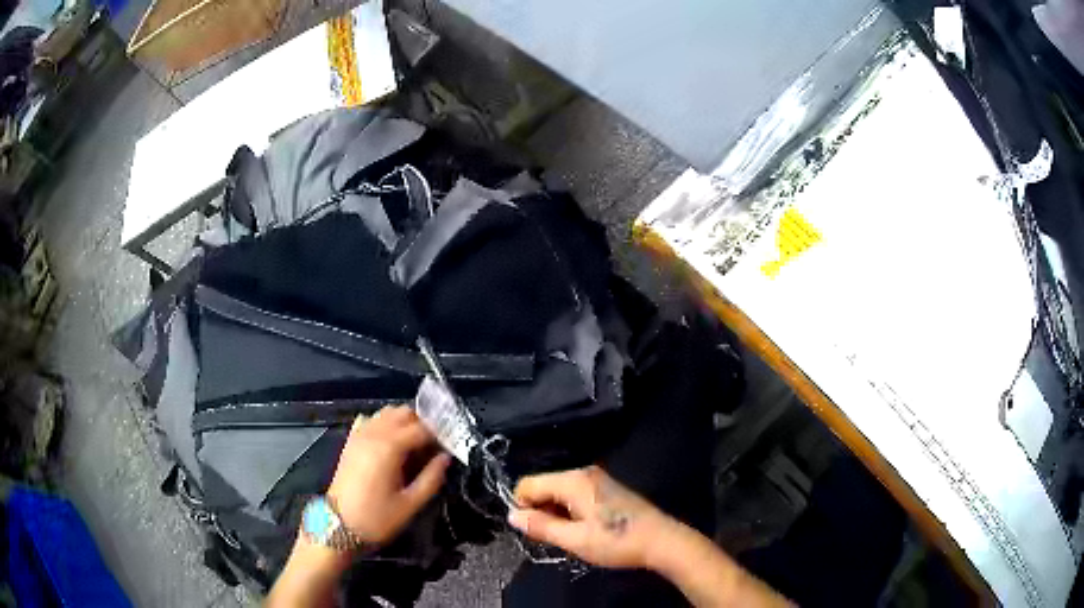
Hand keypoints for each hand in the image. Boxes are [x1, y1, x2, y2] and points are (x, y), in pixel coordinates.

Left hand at [326, 405, 450, 546]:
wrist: (338, 525)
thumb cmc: (377, 518)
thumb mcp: (410, 504)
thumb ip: (432, 478)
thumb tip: (445, 458)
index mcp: (390, 447)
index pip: (422, 428)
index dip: (440, 435)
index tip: (451, 447)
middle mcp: (374, 433)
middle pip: (404, 413)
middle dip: (423, 424)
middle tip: (435, 446)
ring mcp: (359, 435)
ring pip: (387, 413)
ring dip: (404, 422)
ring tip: (415, 444)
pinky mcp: (350, 441)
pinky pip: (371, 420)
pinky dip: (384, 424)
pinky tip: (391, 442)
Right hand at [508, 466, 674, 568]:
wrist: (662, 540)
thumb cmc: (617, 541)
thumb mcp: (575, 540)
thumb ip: (541, 527)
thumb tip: (513, 515)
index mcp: (573, 481)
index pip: (528, 484)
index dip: (523, 507)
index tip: (533, 532)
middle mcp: (583, 473)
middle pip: (544, 486)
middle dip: (541, 511)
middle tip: (554, 538)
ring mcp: (598, 479)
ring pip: (559, 492)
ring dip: (556, 513)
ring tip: (571, 536)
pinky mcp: (607, 489)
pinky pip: (575, 495)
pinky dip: (570, 511)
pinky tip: (585, 530)